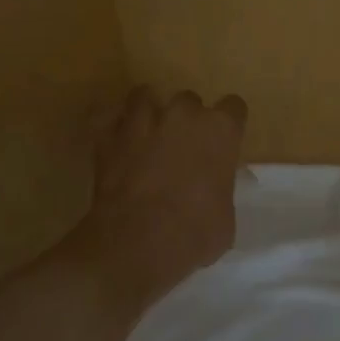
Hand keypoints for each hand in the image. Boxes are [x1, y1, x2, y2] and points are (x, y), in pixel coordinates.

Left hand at [76, 86, 247, 306]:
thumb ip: (220, 190)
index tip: (223, 141)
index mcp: (220, 130)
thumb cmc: (195, 234)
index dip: (228, 124)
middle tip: (182, 148)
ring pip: (144, 96)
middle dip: (186, 120)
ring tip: (146, 133)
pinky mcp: (108, 135)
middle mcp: (183, 114)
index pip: (233, 107)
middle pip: (189, 100)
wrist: (138, 244)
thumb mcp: (225, 217)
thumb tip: (211, 192)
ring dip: (147, 111)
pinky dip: (110, 125)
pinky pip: (106, 116)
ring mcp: (143, 120)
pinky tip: (114, 139)